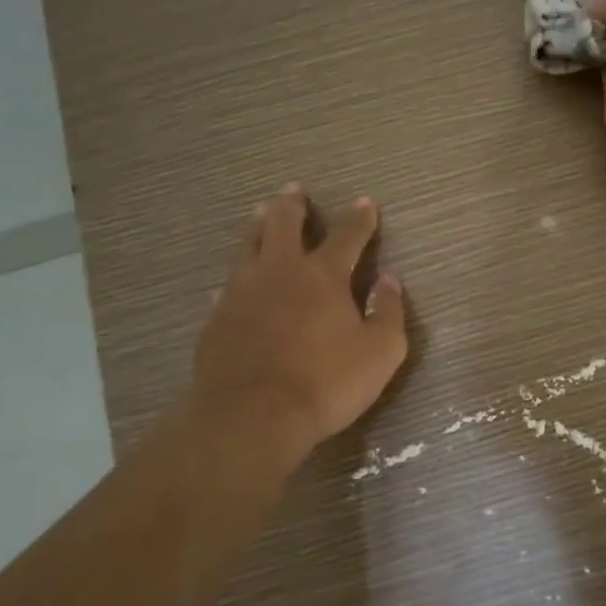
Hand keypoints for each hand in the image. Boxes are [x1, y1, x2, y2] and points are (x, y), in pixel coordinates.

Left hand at [187, 185, 408, 470]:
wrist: (252, 416)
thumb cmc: (325, 383)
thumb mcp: (380, 352)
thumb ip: (388, 312)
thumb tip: (389, 280)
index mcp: (323, 276)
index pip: (347, 236)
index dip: (359, 219)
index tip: (365, 202)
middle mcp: (280, 272)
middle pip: (283, 225)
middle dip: (293, 205)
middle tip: (294, 190)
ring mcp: (242, 292)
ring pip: (248, 245)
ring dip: (258, 225)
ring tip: (260, 211)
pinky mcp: (217, 318)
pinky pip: (228, 285)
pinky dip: (237, 275)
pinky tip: (234, 280)